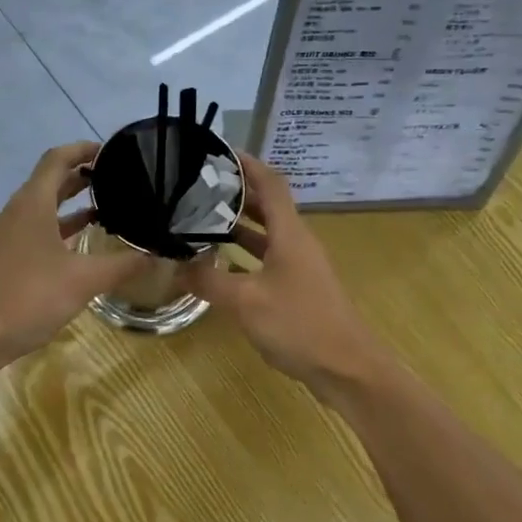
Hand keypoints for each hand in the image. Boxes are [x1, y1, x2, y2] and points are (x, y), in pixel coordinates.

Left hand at [0, 142, 149, 361]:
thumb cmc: (30, 297)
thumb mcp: (84, 280)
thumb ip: (123, 265)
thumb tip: (156, 255)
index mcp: (31, 204)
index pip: (57, 159)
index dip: (83, 150)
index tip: (110, 151)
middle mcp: (15, 212)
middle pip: (48, 181)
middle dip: (80, 177)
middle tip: (116, 180)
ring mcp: (5, 236)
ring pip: (40, 208)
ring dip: (69, 205)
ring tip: (105, 210)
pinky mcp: (1, 258)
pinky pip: (33, 231)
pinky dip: (57, 230)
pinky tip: (78, 248)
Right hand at [179, 153, 389, 398]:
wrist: (346, 368)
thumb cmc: (299, 324)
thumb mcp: (246, 301)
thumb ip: (209, 282)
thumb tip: (176, 267)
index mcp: (290, 234)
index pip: (271, 184)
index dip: (248, 164)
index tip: (219, 153)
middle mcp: (297, 243)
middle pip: (268, 206)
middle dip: (236, 194)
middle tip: (199, 188)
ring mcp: (300, 268)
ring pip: (267, 235)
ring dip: (240, 226)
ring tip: (202, 221)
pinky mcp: (298, 290)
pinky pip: (267, 260)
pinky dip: (245, 256)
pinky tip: (220, 266)